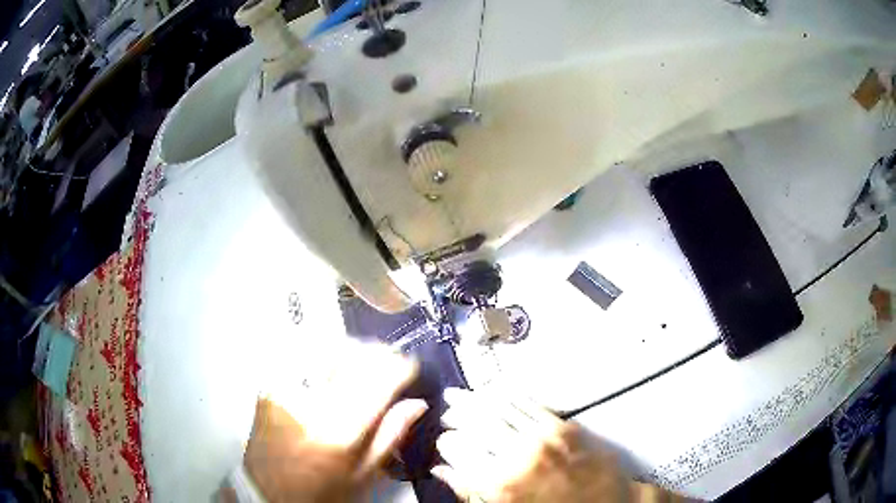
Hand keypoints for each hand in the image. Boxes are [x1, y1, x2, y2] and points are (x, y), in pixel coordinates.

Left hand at [243, 342, 427, 502]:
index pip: (378, 381)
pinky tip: (331, 365)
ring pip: (325, 349)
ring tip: (361, 359)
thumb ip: (391, 435)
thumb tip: (417, 404)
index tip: (410, 366)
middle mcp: (310, 404)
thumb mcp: (363, 475)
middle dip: (377, 352)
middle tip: (388, 360)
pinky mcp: (268, 387)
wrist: (268, 491)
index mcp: (339, 432)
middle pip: (352, 356)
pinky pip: (300, 356)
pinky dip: (322, 354)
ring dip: (351, 349)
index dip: (401, 366)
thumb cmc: (320, 491)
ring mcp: (285, 391)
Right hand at [434, 389, 681, 501]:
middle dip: (456, 415)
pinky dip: (506, 395)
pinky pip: (528, 404)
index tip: (442, 441)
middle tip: (446, 412)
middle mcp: (518, 457)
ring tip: (459, 395)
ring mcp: (543, 438)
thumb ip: (469, 491)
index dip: (445, 443)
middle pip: (475, 424)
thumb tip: (443, 472)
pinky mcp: (564, 427)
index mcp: (499, 485)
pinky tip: (495, 390)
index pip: (457, 451)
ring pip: (498, 409)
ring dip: (475, 399)